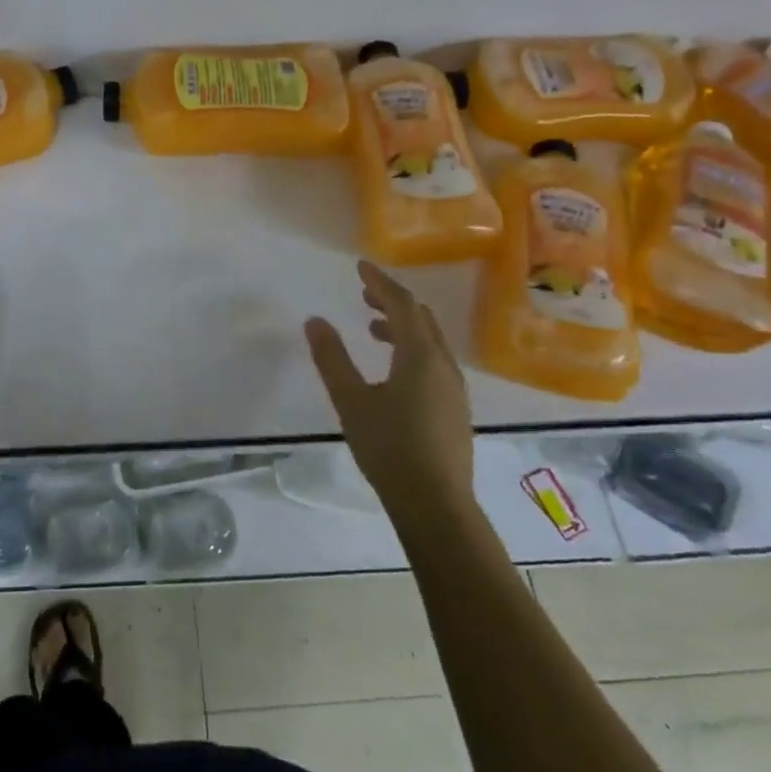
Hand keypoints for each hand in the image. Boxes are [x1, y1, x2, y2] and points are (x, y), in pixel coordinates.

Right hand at [304, 262, 473, 514]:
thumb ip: (332, 358)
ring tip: (373, 329)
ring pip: (430, 341)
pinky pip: (434, 361)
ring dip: (403, 326)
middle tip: (364, 294)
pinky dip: (412, 349)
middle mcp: (443, 364)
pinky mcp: (455, 408)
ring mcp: (454, 388)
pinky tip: (393, 371)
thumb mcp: (351, 401)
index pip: (402, 304)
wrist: (436, 505)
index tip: (361, 266)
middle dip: (393, 301)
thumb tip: (315, 321)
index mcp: (419, 355)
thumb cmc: (389, 448)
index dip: (380, 282)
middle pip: (421, 318)